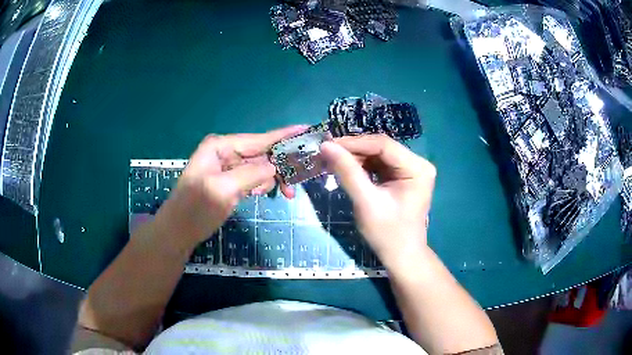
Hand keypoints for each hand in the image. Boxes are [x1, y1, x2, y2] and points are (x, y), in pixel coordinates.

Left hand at [152, 126, 306, 251]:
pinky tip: (259, 195)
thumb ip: (250, 174)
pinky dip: (261, 185)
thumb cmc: (195, 209)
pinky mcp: (230, 181)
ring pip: (260, 167)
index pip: (258, 139)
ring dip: (271, 180)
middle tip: (295, 185)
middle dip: (280, 167)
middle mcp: (225, 152)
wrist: (179, 231)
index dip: (283, 136)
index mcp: (220, 147)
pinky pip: (253, 178)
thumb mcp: (222, 190)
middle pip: (262, 153)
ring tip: (279, 195)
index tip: (306, 130)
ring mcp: (228, 167)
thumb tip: (275, 167)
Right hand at [320, 135, 435, 270]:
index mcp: (417, 168)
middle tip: (327, 153)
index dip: (354, 143)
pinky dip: (361, 166)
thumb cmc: (387, 234)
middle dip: (353, 151)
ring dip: (355, 158)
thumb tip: (325, 146)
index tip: (327, 145)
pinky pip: (379, 164)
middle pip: (381, 148)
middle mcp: (417, 163)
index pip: (383, 145)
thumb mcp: (366, 202)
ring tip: (332, 161)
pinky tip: (345, 169)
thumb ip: (347, 172)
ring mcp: (410, 170)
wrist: (400, 256)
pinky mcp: (402, 177)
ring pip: (378, 155)